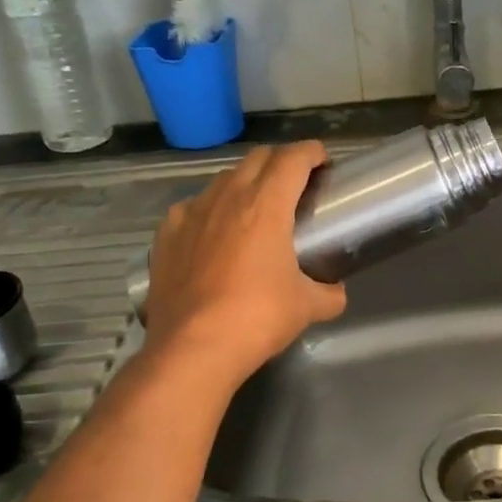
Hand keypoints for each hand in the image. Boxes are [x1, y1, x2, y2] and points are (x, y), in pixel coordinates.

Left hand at [142, 141, 346, 389]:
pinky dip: (210, 210)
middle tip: (295, 182)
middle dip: (280, 161)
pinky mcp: (166, 235)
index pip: (293, 159)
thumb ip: (328, 293)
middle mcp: (227, 197)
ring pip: (223, 180)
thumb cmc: (258, 317)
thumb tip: (336, 293)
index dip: (312, 152)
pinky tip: (213, 233)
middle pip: (257, 158)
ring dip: (245, 182)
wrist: (192, 349)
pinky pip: (193, 207)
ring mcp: (191, 213)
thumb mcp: (307, 307)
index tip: (323, 160)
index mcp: (266, 205)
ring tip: (255, 207)